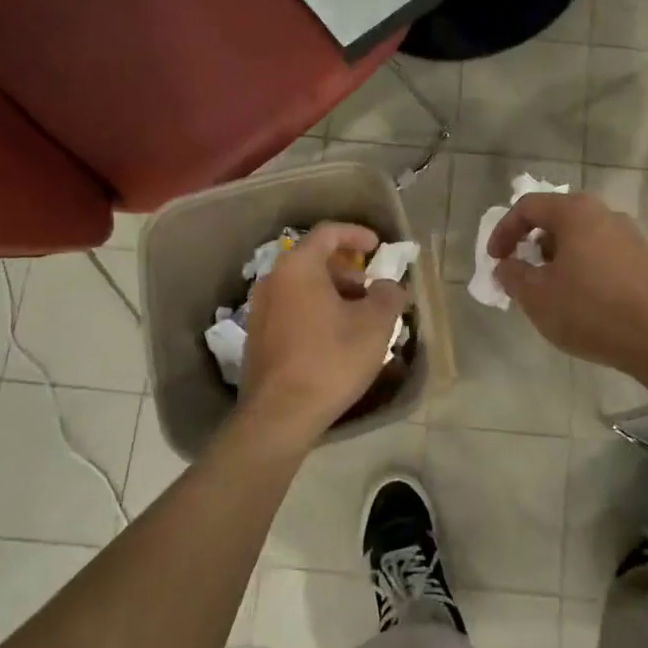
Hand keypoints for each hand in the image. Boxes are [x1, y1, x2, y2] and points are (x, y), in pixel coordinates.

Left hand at [237, 223, 409, 449]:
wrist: (280, 415)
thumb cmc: (331, 359)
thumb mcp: (375, 324)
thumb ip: (388, 294)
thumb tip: (389, 285)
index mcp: (298, 267)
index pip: (328, 233)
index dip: (356, 233)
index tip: (378, 246)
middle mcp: (273, 280)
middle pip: (314, 260)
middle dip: (348, 270)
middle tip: (373, 289)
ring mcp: (260, 310)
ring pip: (303, 287)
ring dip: (334, 293)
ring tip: (360, 318)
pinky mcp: (258, 337)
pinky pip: (293, 309)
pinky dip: (317, 311)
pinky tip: (336, 339)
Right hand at [488, 191, 647, 376]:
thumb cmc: (591, 311)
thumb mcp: (538, 297)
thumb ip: (513, 276)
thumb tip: (506, 265)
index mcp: (575, 212)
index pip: (528, 207)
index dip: (504, 231)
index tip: (496, 260)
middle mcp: (604, 212)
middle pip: (556, 217)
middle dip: (532, 243)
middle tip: (521, 271)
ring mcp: (628, 234)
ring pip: (580, 235)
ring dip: (557, 256)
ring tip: (550, 288)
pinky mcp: (643, 257)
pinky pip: (601, 250)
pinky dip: (581, 265)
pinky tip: (581, 297)